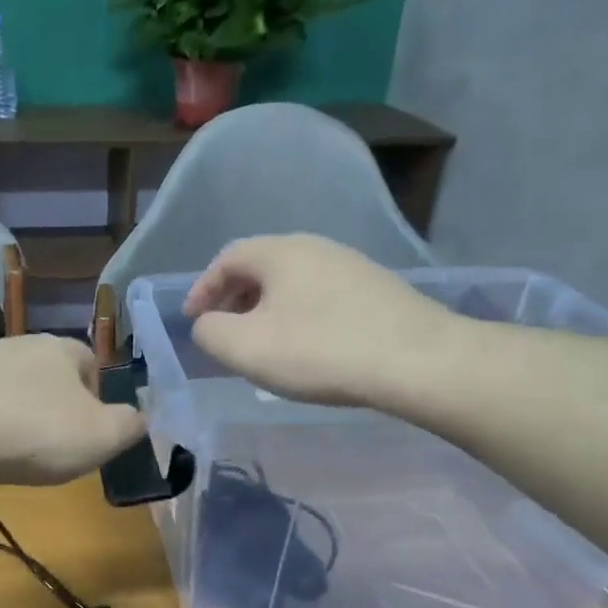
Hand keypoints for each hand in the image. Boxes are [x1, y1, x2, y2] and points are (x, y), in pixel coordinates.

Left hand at [0, 335, 145, 485]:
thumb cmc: (35, 432)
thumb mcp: (102, 437)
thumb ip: (130, 426)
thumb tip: (140, 418)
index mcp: (64, 349)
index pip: (92, 365)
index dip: (97, 399)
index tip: (89, 434)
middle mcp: (20, 343)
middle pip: (49, 376)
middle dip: (54, 408)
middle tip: (51, 447)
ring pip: (10, 389)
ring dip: (15, 416)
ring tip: (11, 453)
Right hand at [182, 234, 464, 409]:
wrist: (415, 360)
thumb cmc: (319, 351)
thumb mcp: (246, 348)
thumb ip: (210, 333)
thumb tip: (207, 325)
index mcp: (280, 252)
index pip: (227, 259)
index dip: (202, 289)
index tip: (191, 320)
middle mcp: (315, 247)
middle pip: (260, 267)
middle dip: (233, 299)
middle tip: (223, 333)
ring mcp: (351, 266)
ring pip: (292, 284)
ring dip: (266, 310)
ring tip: (261, 344)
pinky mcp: (376, 290)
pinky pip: (319, 297)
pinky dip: (297, 317)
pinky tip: (304, 348)